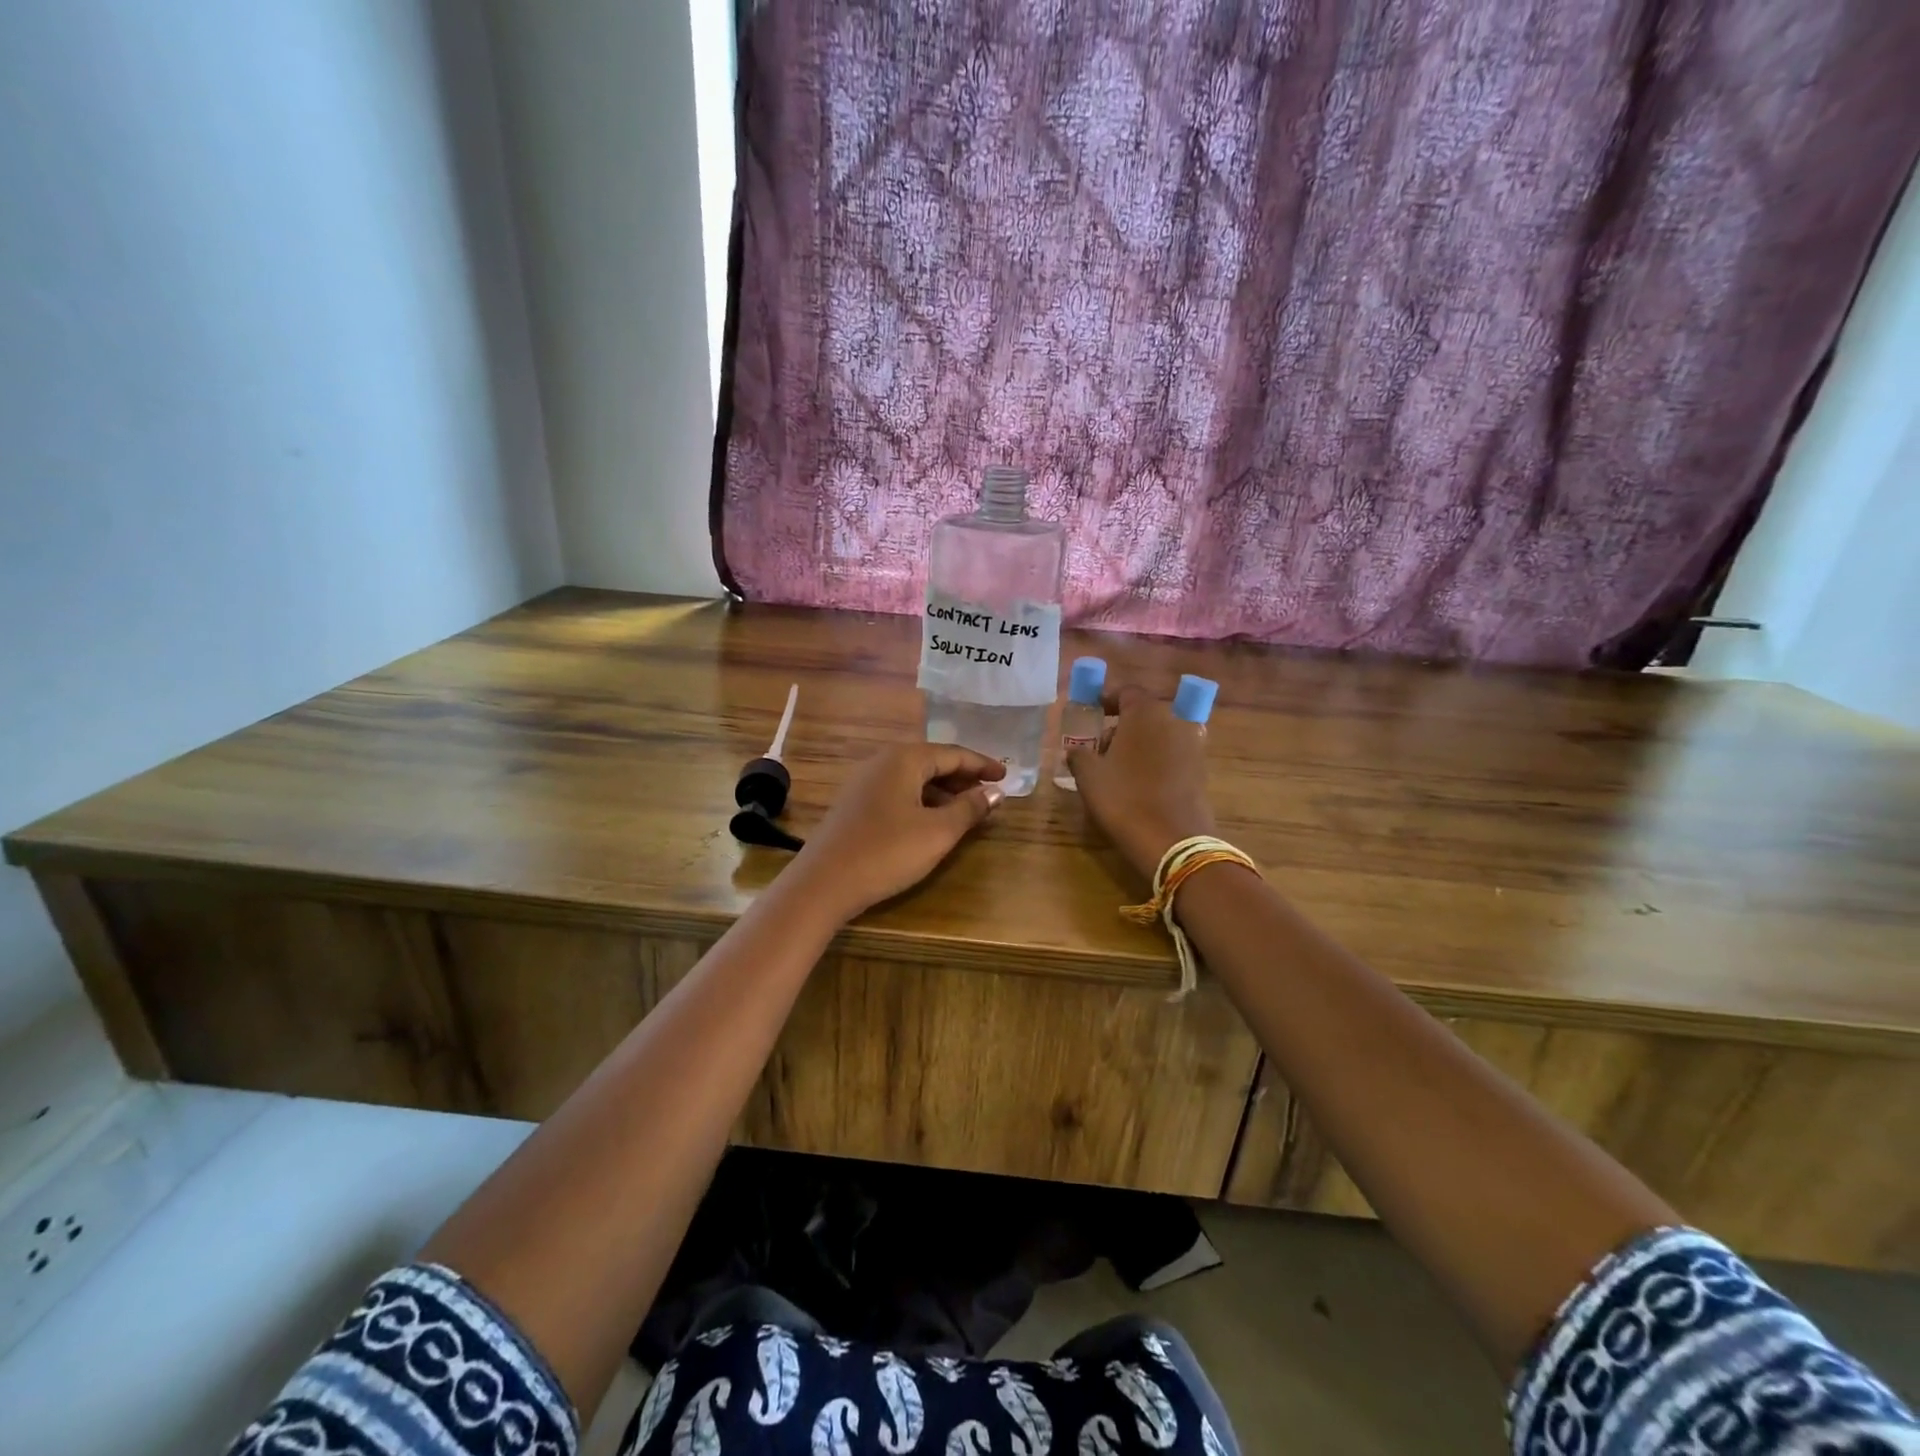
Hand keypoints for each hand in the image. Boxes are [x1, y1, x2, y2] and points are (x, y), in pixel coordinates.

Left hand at [789, 742, 1006, 920]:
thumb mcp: (938, 832)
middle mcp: (882, 762)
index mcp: (904, 759)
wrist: (823, 883)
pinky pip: (897, 792)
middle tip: (990, 792)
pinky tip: (931, 822)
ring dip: (942, 791)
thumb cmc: (887, 852)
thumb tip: (994, 792)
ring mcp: (864, 783)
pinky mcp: (854, 805)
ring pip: (913, 779)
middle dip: (962, 777)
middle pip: (931, 762)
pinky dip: (921, 801)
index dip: (982, 764)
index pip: (952, 753)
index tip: (1006, 776)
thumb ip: (969, 809)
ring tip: (967, 809)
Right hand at [1067, 685, 1215, 880]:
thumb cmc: (1123, 799)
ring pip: (1159, 737)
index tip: (1092, 713)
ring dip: (1139, 746)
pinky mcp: (1201, 771)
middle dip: (1121, 728)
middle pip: (1144, 715)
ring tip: (1118, 771)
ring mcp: (1192, 746)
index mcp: (1145, 713)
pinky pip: (1172, 757)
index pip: (1126, 693)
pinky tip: (1140, 785)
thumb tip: (1077, 750)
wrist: (1172, 841)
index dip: (1106, 700)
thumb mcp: (1088, 776)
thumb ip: (1079, 755)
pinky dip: (1156, 763)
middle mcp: (1173, 721)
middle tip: (1099, 749)